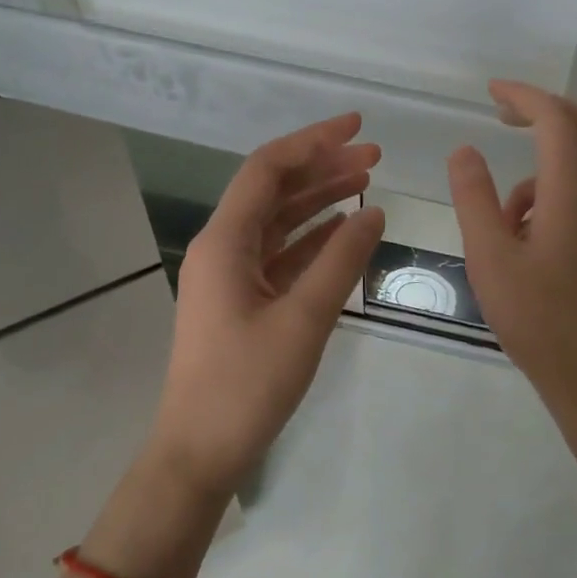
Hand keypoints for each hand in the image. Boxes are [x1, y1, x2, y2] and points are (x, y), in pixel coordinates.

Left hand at [148, 113, 386, 496]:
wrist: (200, 450)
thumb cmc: (247, 385)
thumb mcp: (303, 320)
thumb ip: (341, 262)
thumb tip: (375, 212)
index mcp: (224, 242)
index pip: (268, 169)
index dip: (313, 141)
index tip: (359, 127)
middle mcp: (222, 248)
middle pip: (274, 191)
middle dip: (323, 169)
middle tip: (376, 158)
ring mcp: (230, 276)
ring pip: (278, 223)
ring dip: (319, 202)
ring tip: (367, 185)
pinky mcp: (241, 302)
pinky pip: (279, 257)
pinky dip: (311, 241)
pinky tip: (344, 232)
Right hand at [447, 81, 576, 416]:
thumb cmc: (535, 317)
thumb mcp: (489, 256)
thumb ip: (474, 198)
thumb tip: (464, 150)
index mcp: (572, 192)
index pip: (554, 119)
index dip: (523, 96)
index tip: (490, 91)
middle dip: (541, 111)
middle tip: (501, 115)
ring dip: (537, 169)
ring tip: (498, 222)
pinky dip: (548, 196)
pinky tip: (521, 242)